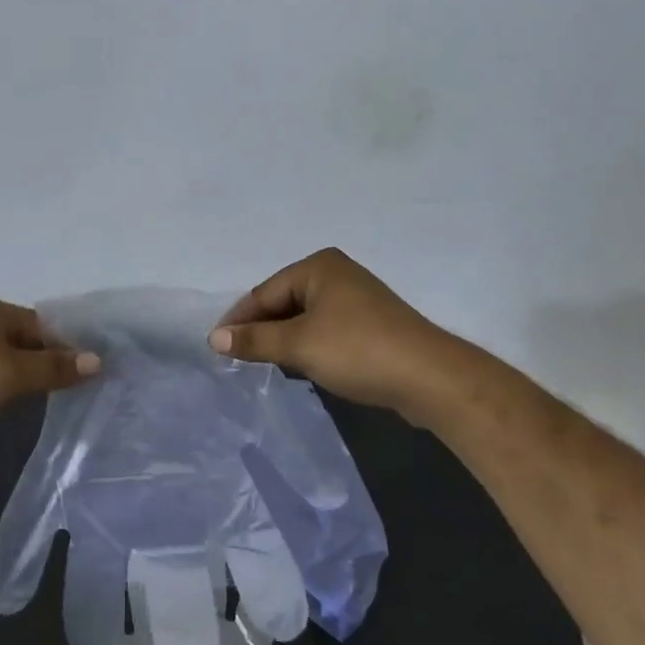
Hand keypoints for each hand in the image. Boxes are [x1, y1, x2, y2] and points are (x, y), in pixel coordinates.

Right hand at [209, 248, 446, 416]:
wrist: (430, 378)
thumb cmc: (358, 350)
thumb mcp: (298, 345)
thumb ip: (254, 340)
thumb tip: (214, 339)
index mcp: (318, 266)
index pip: (264, 292)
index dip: (238, 320)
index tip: (217, 348)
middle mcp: (336, 274)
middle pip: (283, 302)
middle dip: (260, 329)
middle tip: (236, 359)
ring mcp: (356, 299)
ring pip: (303, 318)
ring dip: (282, 340)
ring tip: (262, 364)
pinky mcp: (370, 325)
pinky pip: (324, 330)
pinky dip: (306, 345)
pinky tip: (299, 366)